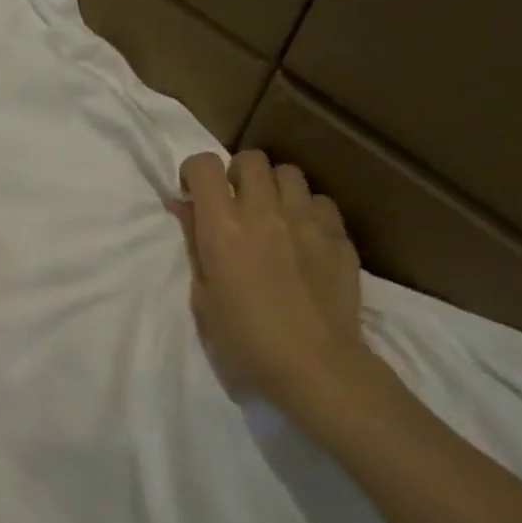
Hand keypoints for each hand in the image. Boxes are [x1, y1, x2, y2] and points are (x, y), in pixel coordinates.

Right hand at [174, 149, 370, 412]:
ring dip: (274, 188)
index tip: (194, 195)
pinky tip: (304, 238)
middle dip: (237, 174)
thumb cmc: (243, 338)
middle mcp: (264, 211)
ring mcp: (306, 220)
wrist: (313, 363)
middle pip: (251, 159)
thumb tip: (183, 206)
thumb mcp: (202, 294)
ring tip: (272, 215)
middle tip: (235, 204)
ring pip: (289, 173)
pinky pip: (321, 202)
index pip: (204, 165)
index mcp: (222, 227)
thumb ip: (194, 243)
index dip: (195, 172)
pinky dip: (308, 211)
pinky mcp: (338, 235)